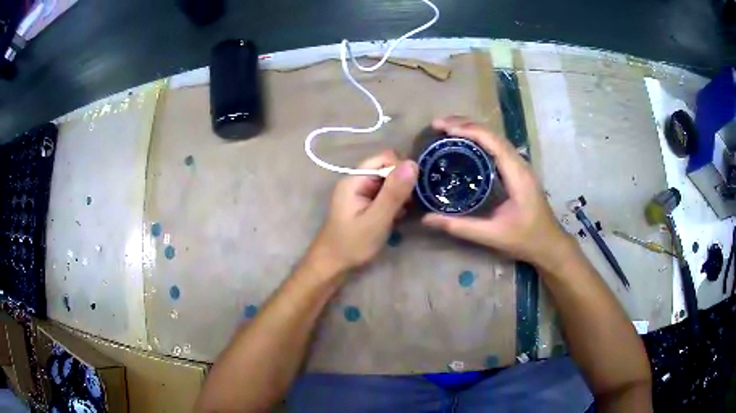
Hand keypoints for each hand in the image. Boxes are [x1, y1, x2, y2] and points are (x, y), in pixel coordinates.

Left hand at [311, 151, 417, 273]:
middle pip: (388, 169)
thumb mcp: (376, 219)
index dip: (402, 169)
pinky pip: (385, 196)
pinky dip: (395, 204)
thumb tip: (413, 163)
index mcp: (356, 179)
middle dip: (403, 183)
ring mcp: (361, 193)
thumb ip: (394, 193)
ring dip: (400, 195)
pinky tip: (399, 218)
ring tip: (405, 213)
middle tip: (410, 204)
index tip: (415, 188)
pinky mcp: (365, 205)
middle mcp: (358, 181)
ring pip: (389, 183)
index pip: (385, 158)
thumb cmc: (352, 244)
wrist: (333, 266)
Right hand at [421, 117, 572, 268]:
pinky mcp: (517, 172)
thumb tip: (427, 219)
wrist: (550, 245)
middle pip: (492, 134)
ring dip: (472, 130)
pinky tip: (465, 146)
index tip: (442, 128)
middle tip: (437, 125)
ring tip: (446, 129)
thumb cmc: (526, 240)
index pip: (491, 141)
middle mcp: (519, 163)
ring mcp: (520, 166)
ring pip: (495, 138)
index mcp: (516, 174)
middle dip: (465, 124)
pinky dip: (479, 141)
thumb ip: (460, 226)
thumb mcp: (493, 235)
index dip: (466, 130)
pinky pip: (496, 148)